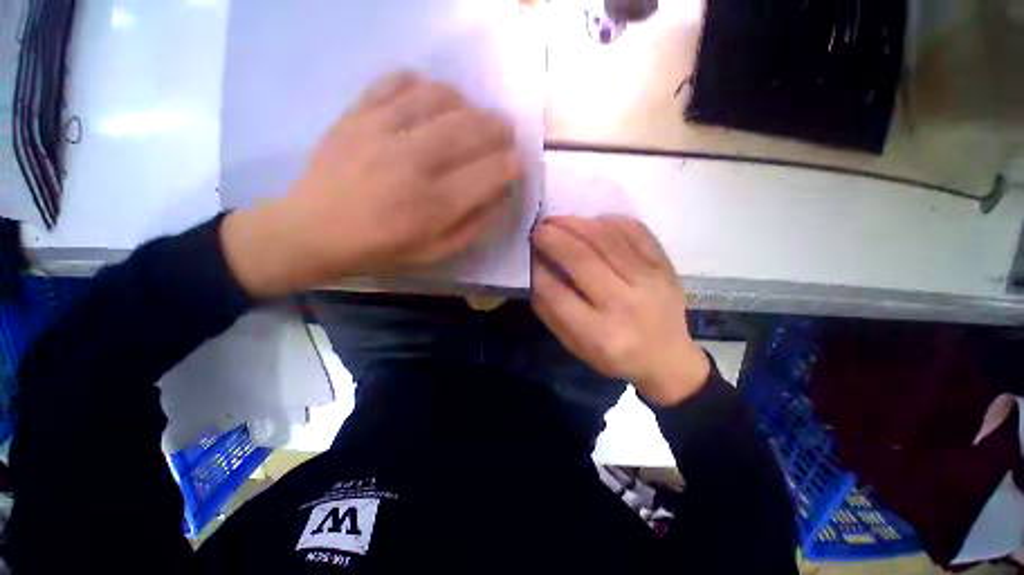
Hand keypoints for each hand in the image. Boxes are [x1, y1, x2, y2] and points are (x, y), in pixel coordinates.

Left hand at [222, 72, 522, 296]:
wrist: (312, 230)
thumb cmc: (381, 249)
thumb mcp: (436, 253)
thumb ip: (474, 225)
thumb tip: (500, 194)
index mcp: (436, 204)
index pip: (493, 171)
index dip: (513, 164)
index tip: (516, 164)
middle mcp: (415, 161)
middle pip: (474, 127)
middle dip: (500, 129)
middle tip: (504, 134)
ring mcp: (383, 130)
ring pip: (442, 97)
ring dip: (467, 105)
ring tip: (470, 117)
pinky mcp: (357, 112)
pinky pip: (398, 81)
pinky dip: (423, 85)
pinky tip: (428, 101)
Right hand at [530, 216, 709, 405]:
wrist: (666, 358)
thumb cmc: (613, 355)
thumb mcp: (574, 344)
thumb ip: (550, 310)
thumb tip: (536, 269)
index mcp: (599, 333)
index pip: (557, 293)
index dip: (538, 269)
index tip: (529, 255)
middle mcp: (625, 304)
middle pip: (583, 260)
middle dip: (554, 238)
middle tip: (538, 229)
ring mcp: (650, 281)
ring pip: (607, 239)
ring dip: (577, 224)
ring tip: (559, 221)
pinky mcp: (665, 266)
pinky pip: (635, 231)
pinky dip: (609, 222)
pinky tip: (592, 224)